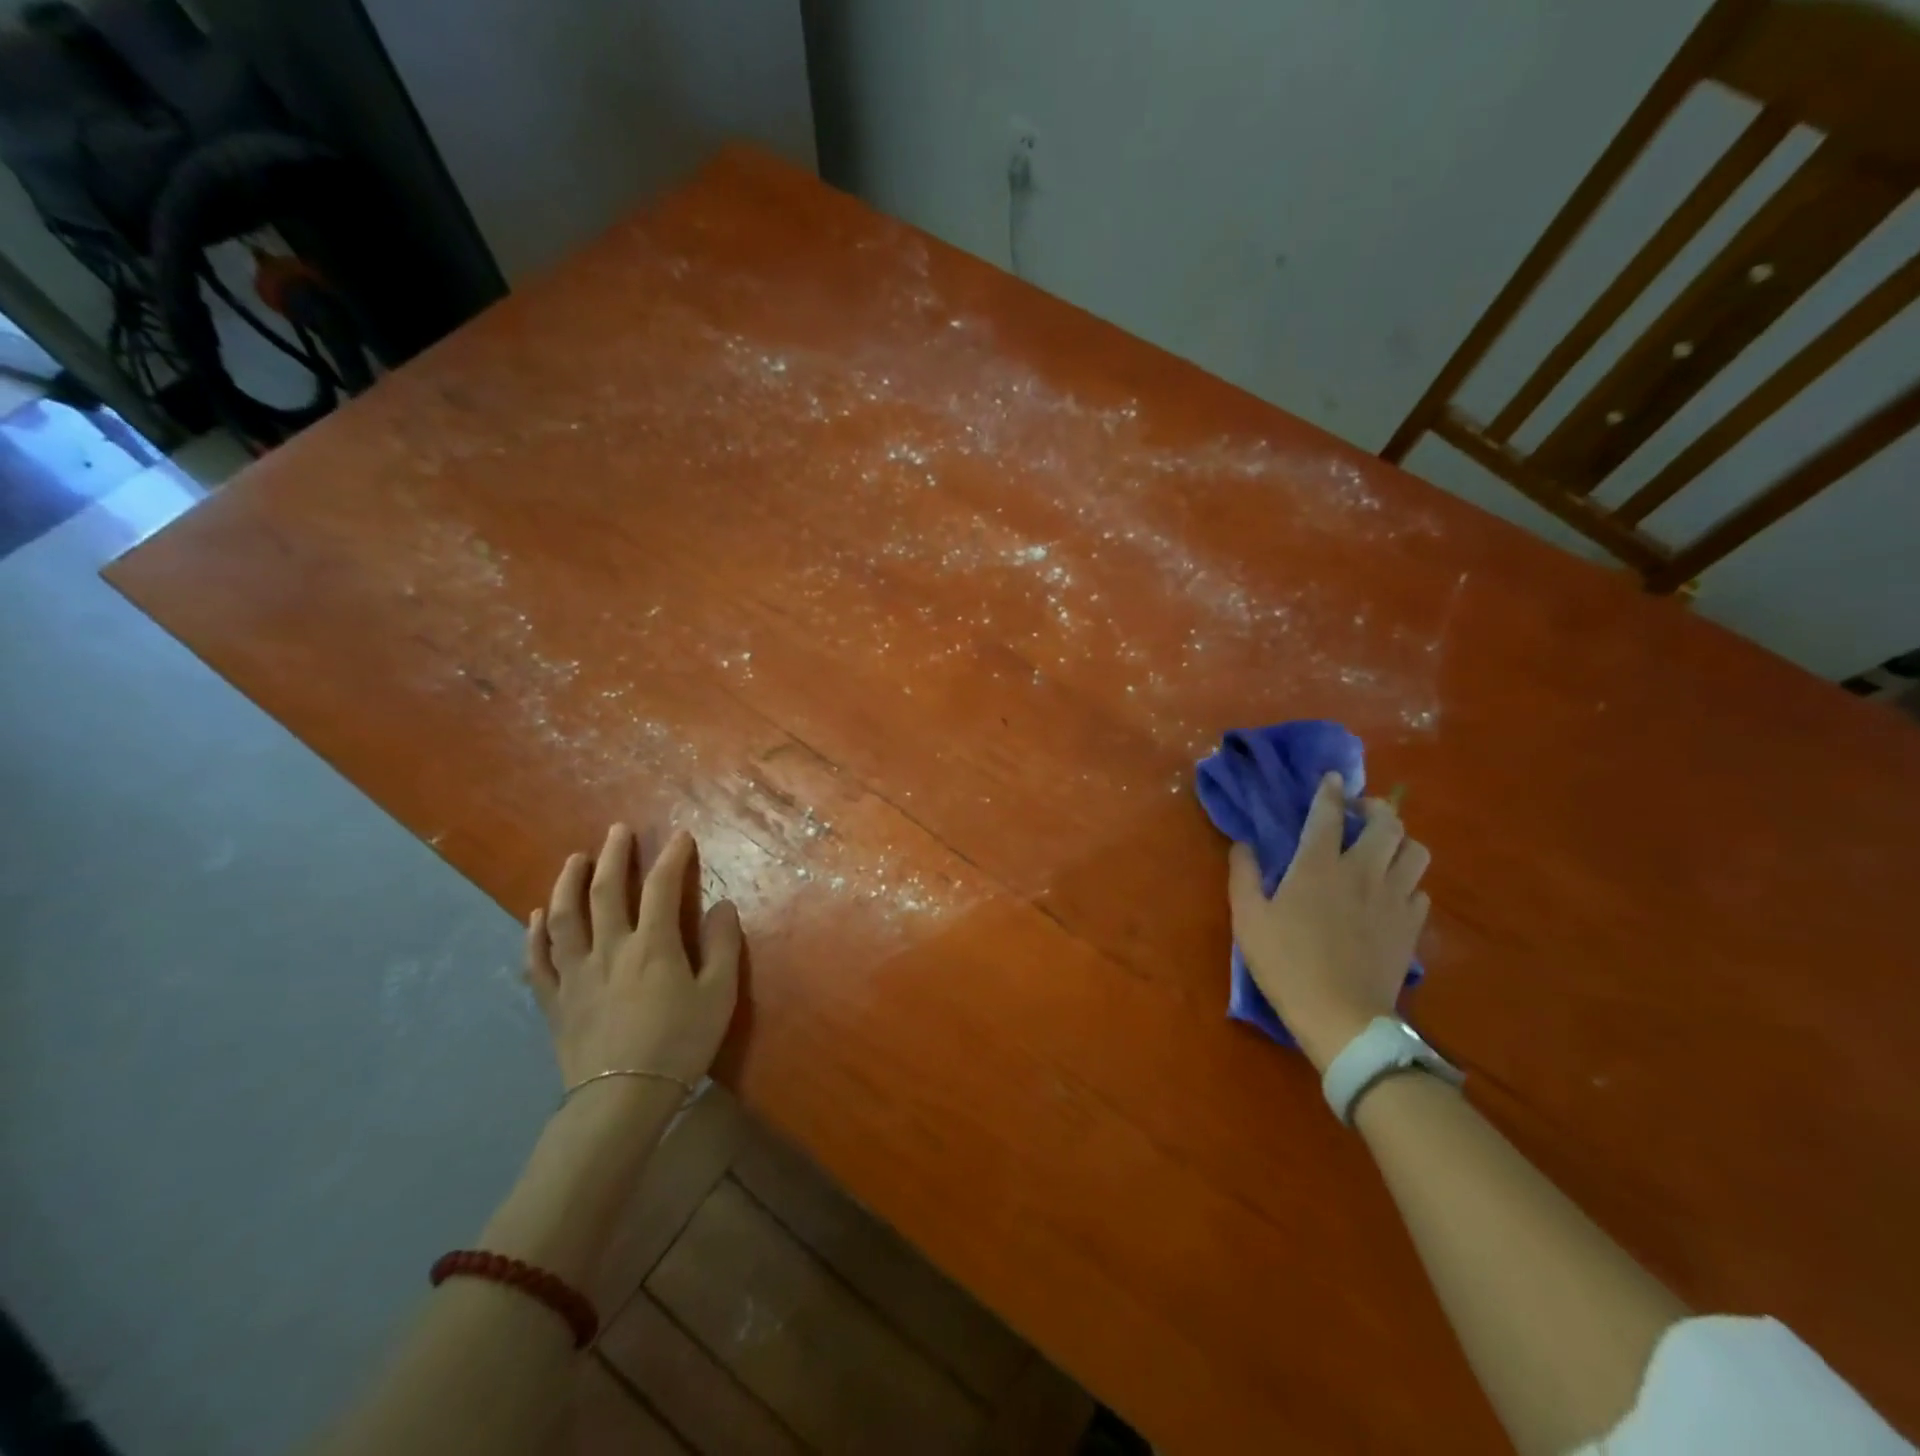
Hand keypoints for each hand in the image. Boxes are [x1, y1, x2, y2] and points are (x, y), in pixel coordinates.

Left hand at [525, 825, 741, 1088]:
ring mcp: (575, 973)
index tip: (681, 836)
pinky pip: (538, 960)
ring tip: (574, 860)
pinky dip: (535, 934)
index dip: (672, 857)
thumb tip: (722, 905)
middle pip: (605, 891)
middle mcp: (609, 948)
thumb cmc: (679, 1044)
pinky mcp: (555, 1000)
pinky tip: (536, 916)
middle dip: (613, 856)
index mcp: (652, 945)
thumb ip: (723, 946)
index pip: (661, 887)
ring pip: (564, 917)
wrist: (621, 1100)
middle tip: (617, 831)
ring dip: (568, 883)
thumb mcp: (718, 995)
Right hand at [1227, 772, 1430, 1071]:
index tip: (1333, 778)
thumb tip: (1244, 845)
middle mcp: (1362, 871)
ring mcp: (1394, 898)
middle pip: (1388, 822)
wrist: (1341, 1016)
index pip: (1329, 813)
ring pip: (1416, 851)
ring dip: (1401, 841)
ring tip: (1383, 848)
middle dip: (1376, 808)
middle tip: (1361, 813)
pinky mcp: (1412, 926)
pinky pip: (1421, 889)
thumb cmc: (1286, 963)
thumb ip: (1243, 875)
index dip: (1331, 791)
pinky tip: (1392, 892)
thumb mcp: (1247, 919)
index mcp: (1318, 865)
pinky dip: (1408, 882)